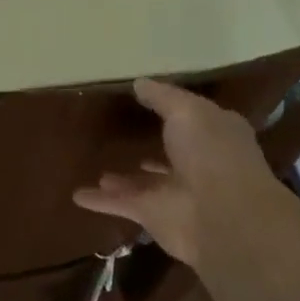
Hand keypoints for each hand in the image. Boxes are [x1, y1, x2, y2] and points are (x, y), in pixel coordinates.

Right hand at [73, 78, 282, 266]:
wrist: (222, 217)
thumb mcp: (187, 111)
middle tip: (124, 135)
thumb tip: (140, 83)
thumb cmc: (211, 153)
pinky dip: (100, 201)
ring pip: (145, 182)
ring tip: (102, 171)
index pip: (195, 119)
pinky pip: (122, 203)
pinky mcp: (154, 215)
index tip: (149, 99)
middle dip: (152, 146)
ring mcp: (176, 192)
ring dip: (125, 178)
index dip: (175, 109)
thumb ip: (162, 97)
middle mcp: (198, 163)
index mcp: (215, 135)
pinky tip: (77, 195)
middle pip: (171, 152)